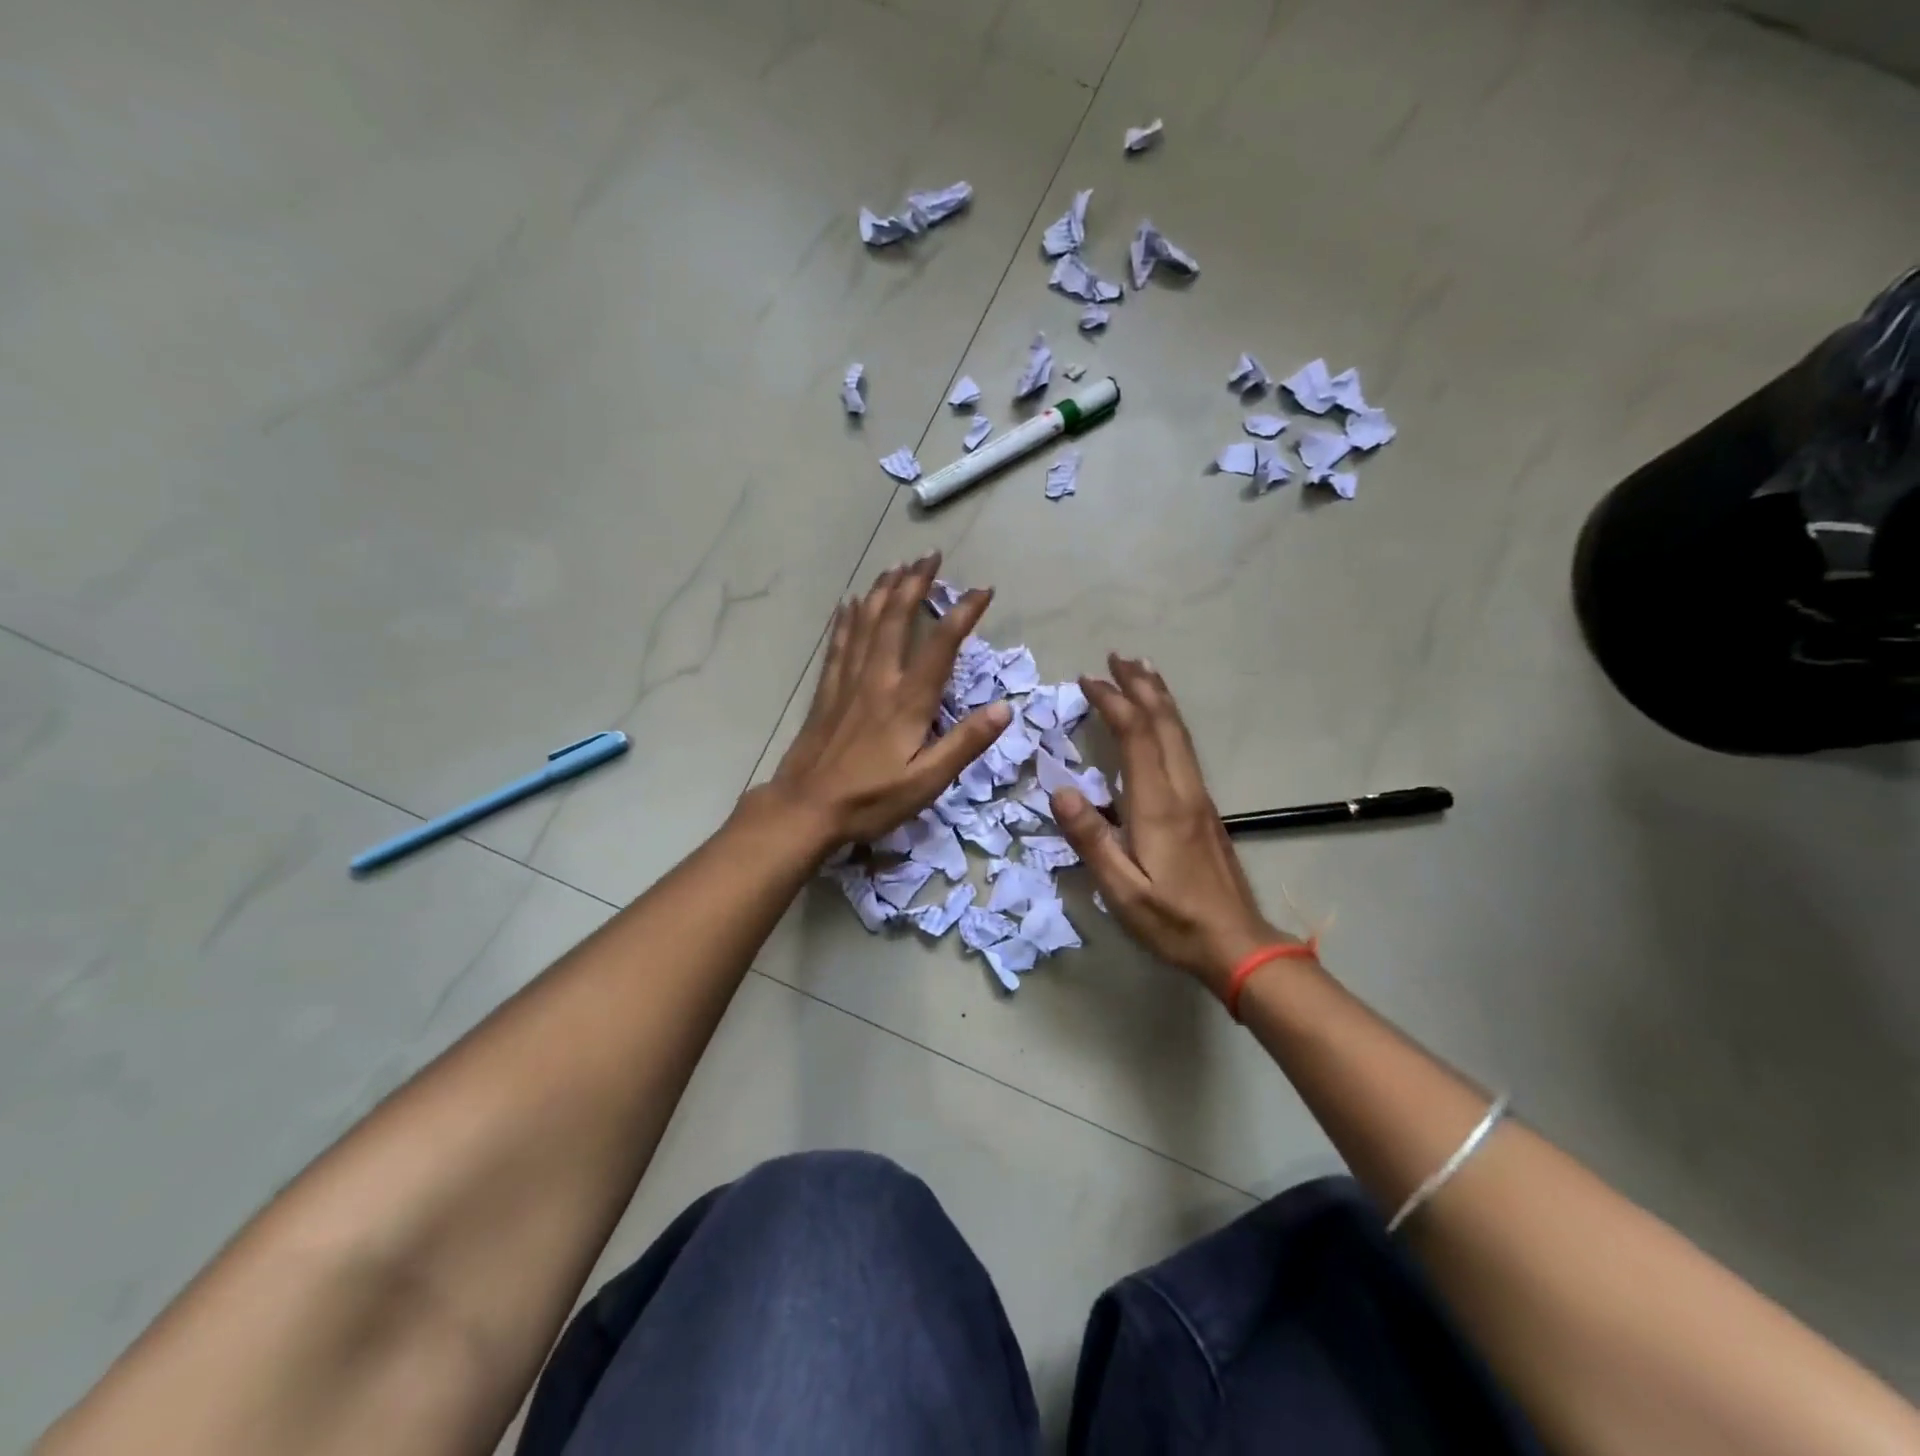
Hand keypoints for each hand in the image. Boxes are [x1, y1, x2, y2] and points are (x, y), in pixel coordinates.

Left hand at [766, 554, 1008, 847]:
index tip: (982, 590)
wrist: (805, 809)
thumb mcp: (928, 782)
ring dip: (882, 591)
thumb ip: (965, 743)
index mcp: (907, 701)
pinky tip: (849, 603)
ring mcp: (847, 683)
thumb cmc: (871, 800)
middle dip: (915, 584)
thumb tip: (1005, 708)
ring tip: (896, 565)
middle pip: (896, 620)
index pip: (940, 646)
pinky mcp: (826, 692)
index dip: (963, 614)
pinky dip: (846, 619)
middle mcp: (877, 681)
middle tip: (929, 556)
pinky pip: (838, 644)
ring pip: (865, 623)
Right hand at [1050, 655, 1295, 996]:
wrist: (1237, 942)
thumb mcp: (1121, 889)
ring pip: (1179, 733)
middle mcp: (1183, 789)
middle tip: (1117, 656)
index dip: (1113, 701)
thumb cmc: (1173, 919)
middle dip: (1140, 685)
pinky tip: (1161, 723)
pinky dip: (1169, 722)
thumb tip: (1059, 790)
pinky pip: (1185, 748)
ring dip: (1159, 697)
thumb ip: (1091, 839)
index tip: (1087, 680)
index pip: (1136, 735)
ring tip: (1142, 671)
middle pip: (1164, 722)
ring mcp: (1199, 797)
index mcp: (1159, 804)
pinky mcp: (1205, 809)